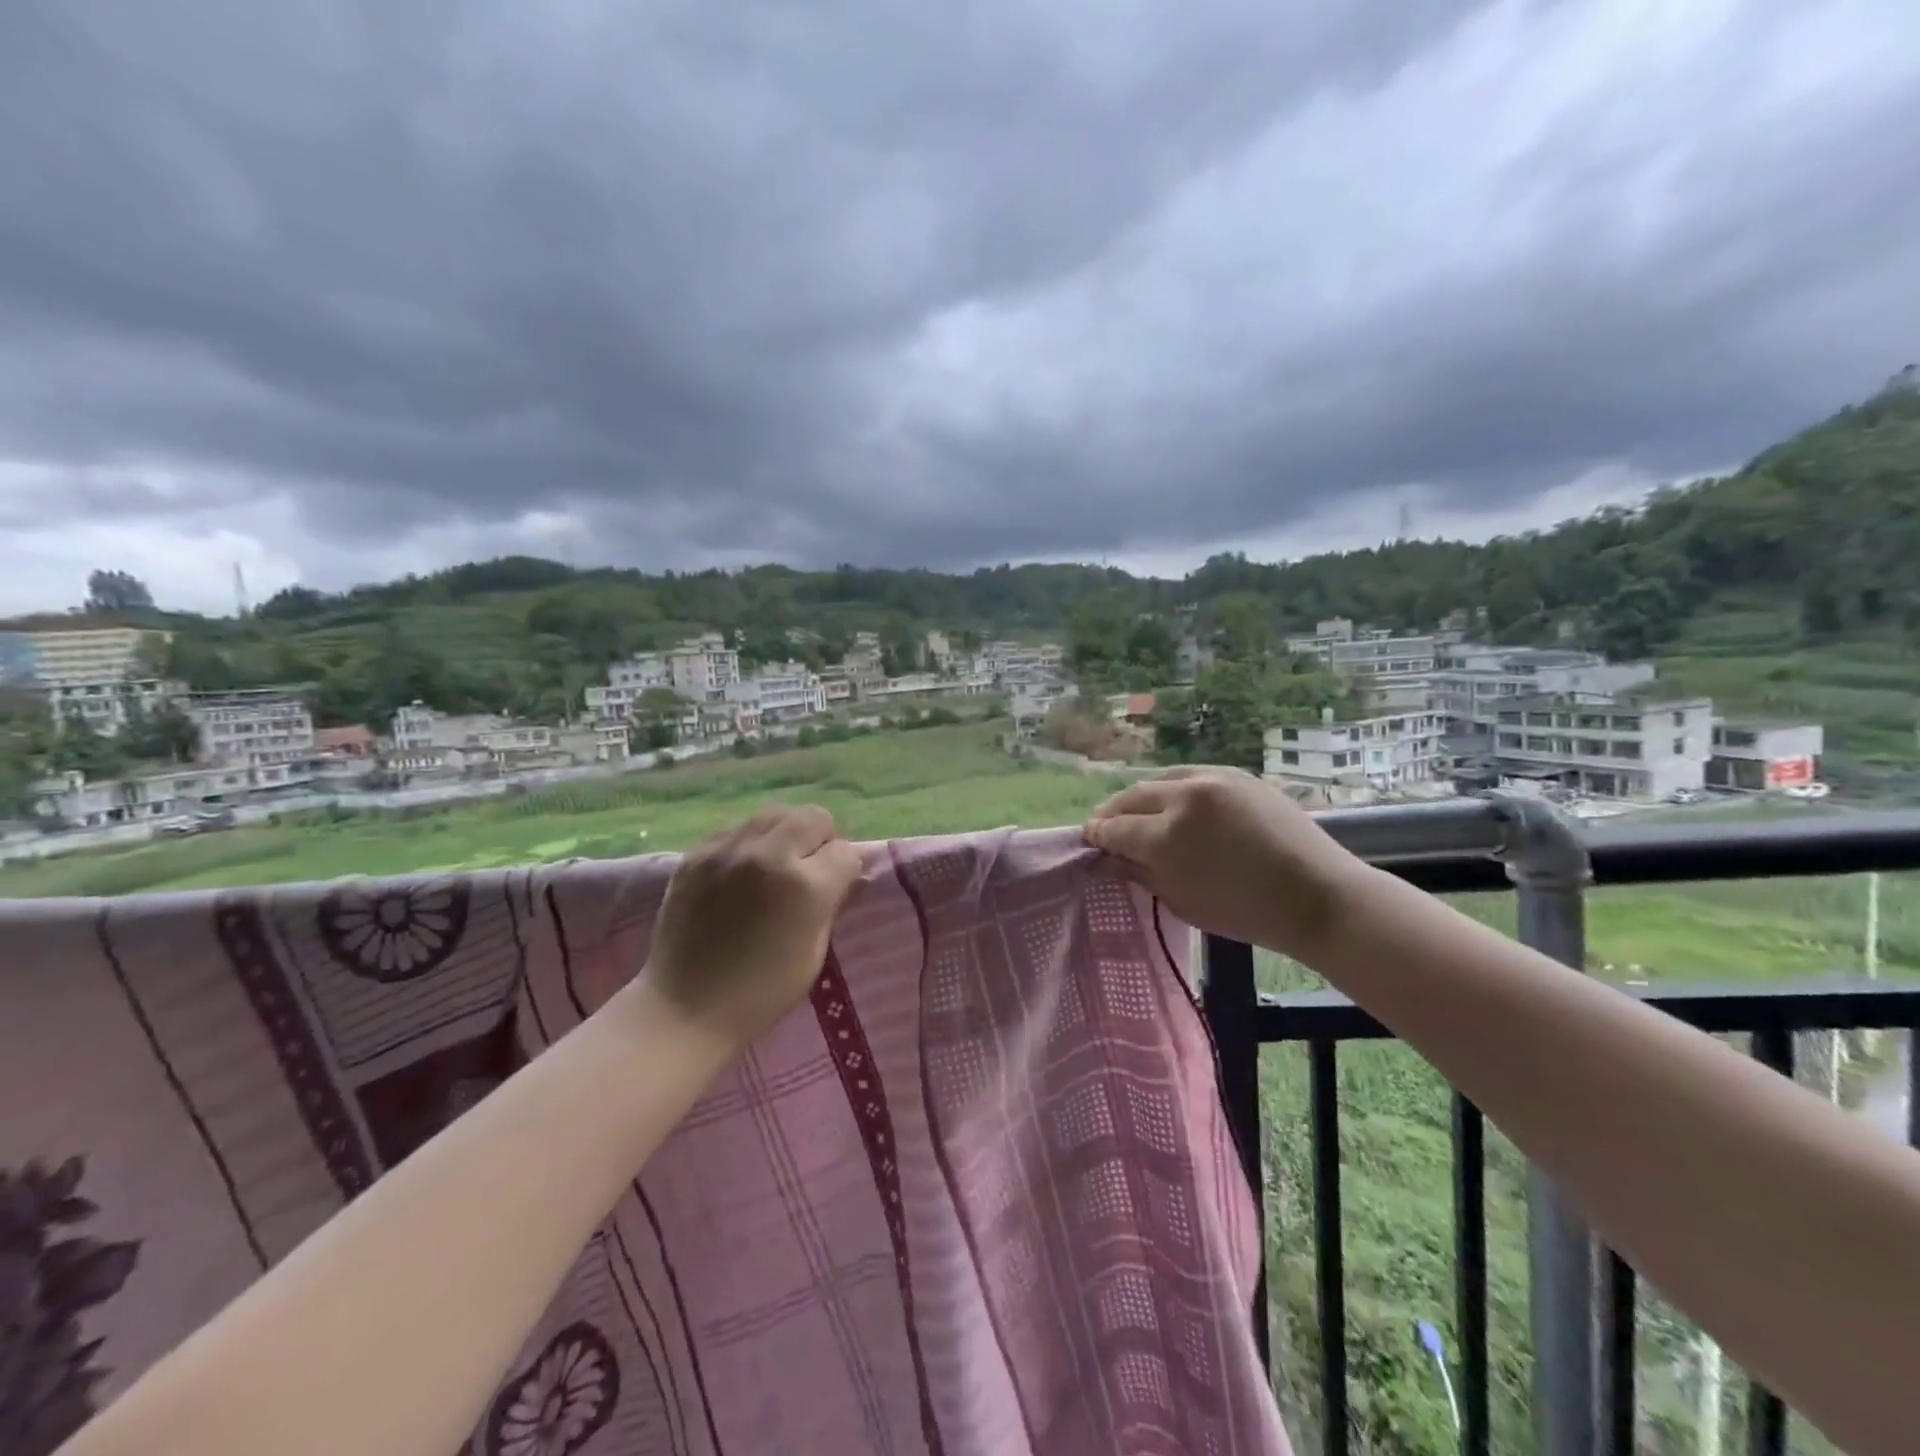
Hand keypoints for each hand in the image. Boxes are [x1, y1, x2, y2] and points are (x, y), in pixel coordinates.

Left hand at [636, 805, 862, 1057]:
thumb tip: (839, 875)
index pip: (845, 852)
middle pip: (813, 817)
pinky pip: (737, 828)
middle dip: (819, 840)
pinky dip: (748, 843)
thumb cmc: (761, 994)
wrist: (684, 1010)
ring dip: (785, 834)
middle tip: (807, 870)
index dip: (844, 871)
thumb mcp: (815, 953)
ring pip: (774, 813)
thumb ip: (829, 903)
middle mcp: (769, 855)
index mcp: (805, 886)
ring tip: (774, 865)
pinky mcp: (696, 854)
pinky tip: (741, 872)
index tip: (834, 889)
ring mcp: (728, 850)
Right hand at [1084, 767, 1371, 960]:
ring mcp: (1213, 778)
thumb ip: (1139, 874)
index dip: (1097, 836)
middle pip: (1131, 796)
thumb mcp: (1183, 902)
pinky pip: (1190, 775)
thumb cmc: (1246, 912)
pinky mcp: (1236, 774)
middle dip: (1113, 813)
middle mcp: (1184, 797)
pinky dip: (1173, 789)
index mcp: (1167, 836)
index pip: (1114, 829)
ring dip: (1141, 798)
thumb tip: (1108, 858)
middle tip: (1107, 829)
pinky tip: (1175, 806)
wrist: (1317, 896)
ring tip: (1139, 816)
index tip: (1090, 842)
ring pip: (1159, 779)